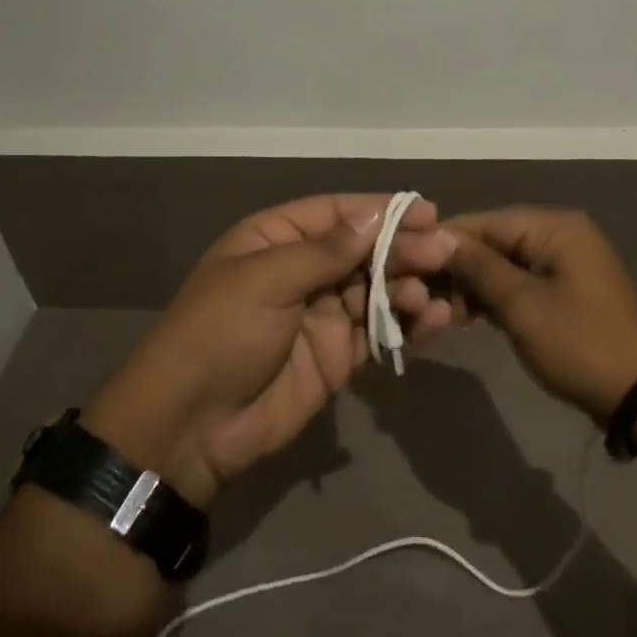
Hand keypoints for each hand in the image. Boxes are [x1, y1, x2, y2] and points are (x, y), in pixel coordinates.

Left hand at [80, 195, 457, 508]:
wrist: (190, 426)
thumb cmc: (221, 333)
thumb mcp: (267, 279)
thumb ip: (326, 250)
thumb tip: (376, 216)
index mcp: (276, 239)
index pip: (338, 213)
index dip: (382, 210)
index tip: (426, 212)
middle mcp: (303, 270)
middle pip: (364, 250)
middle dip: (404, 249)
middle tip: (445, 253)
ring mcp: (322, 314)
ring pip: (378, 290)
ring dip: (409, 288)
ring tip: (433, 295)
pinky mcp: (338, 356)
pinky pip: (379, 332)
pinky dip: (407, 326)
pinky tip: (433, 322)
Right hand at [444, 209, 636, 422]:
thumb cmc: (578, 343)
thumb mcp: (521, 305)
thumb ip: (479, 267)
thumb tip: (440, 240)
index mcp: (553, 227)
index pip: (486, 221)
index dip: (445, 241)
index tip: (407, 261)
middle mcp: (560, 234)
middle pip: (495, 241)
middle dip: (459, 267)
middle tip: (423, 295)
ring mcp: (566, 263)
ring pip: (505, 263)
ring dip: (475, 286)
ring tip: (443, 312)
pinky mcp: (567, 289)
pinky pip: (521, 282)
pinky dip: (496, 297)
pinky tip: (469, 316)